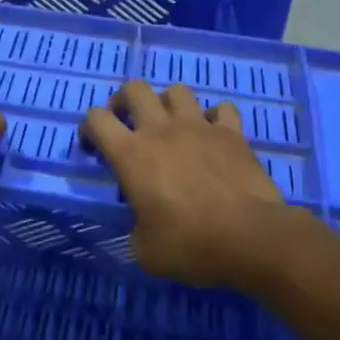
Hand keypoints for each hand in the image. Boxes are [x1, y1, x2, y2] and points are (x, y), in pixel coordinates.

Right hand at [82, 79, 291, 285]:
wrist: (251, 238)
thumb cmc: (190, 244)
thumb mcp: (145, 251)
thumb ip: (135, 230)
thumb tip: (141, 227)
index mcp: (131, 155)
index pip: (96, 119)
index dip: (89, 129)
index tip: (95, 149)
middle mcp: (161, 130)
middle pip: (134, 89)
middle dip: (124, 100)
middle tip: (127, 122)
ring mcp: (199, 126)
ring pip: (177, 90)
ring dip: (168, 103)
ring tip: (171, 124)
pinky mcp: (232, 133)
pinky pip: (221, 108)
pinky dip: (214, 117)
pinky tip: (213, 134)